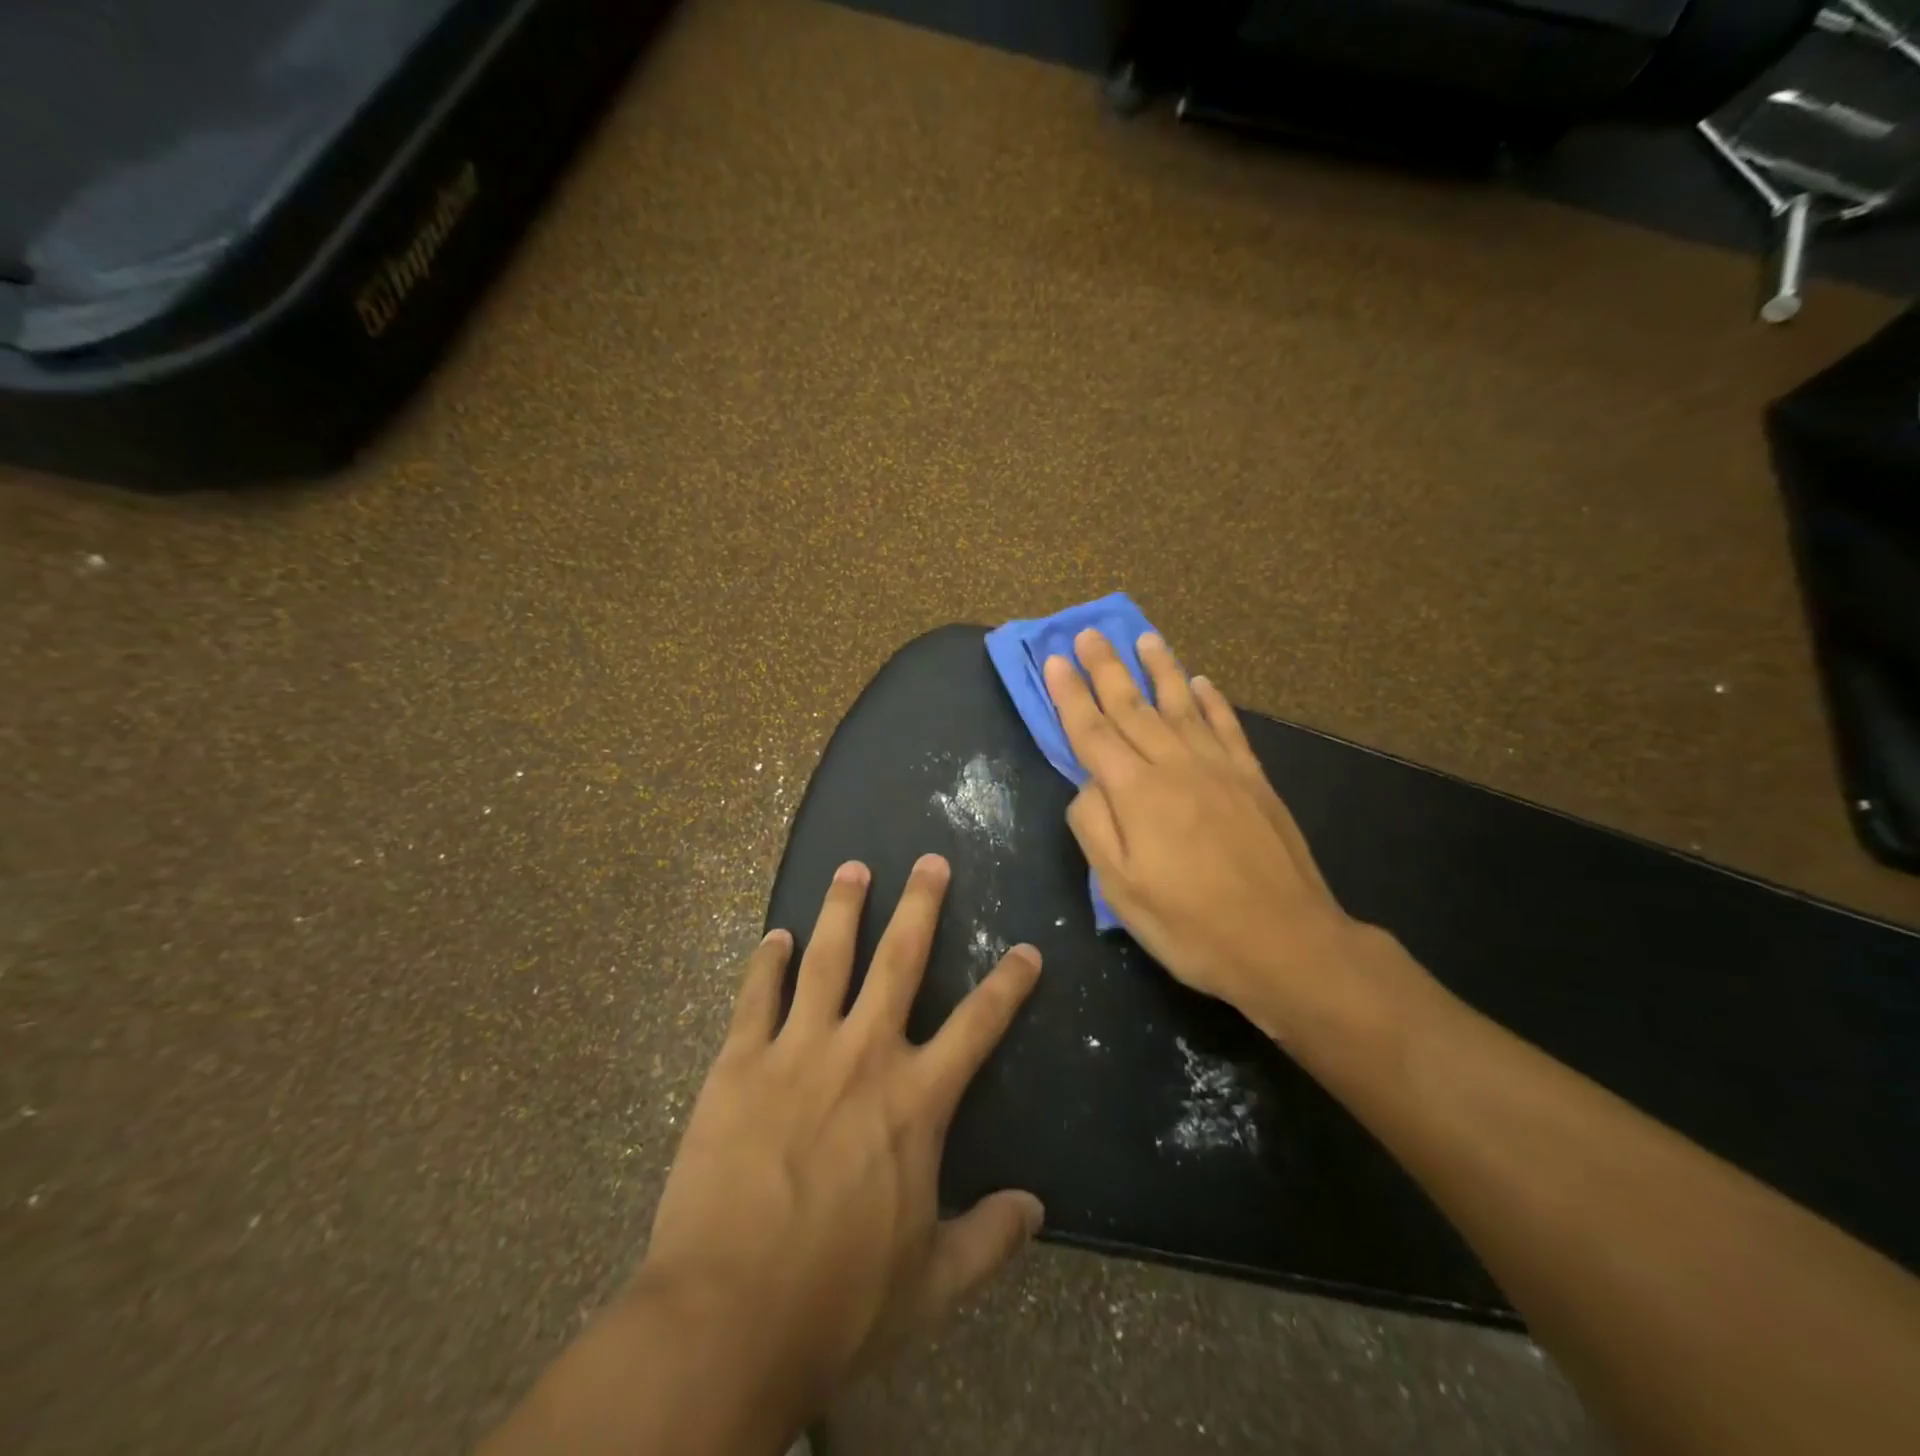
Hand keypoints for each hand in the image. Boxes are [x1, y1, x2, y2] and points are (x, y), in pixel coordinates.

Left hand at [637, 856, 1043, 1440]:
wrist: (728, 1315)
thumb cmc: (839, 1300)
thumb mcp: (932, 1283)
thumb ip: (989, 1239)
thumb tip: (1036, 1209)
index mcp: (915, 1100)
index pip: (978, 1026)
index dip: (1008, 985)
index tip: (1027, 950)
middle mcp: (863, 1054)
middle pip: (899, 960)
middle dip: (920, 905)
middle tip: (930, 861)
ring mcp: (797, 1050)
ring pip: (827, 958)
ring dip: (843, 909)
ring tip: (853, 868)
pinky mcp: (739, 1062)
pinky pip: (756, 996)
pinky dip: (767, 962)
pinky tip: (775, 936)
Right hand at [1044, 630, 1412, 1046]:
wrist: (1286, 943)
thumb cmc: (1191, 925)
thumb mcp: (1121, 889)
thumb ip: (1095, 827)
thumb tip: (1087, 784)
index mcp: (1136, 792)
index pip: (1092, 731)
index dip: (1070, 695)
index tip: (1056, 659)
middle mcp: (1175, 765)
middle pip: (1133, 706)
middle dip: (1106, 667)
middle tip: (1089, 632)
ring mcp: (1219, 768)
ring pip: (1181, 704)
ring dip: (1159, 668)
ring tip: (1144, 637)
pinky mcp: (1253, 779)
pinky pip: (1227, 726)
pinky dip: (1212, 701)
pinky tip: (1201, 683)